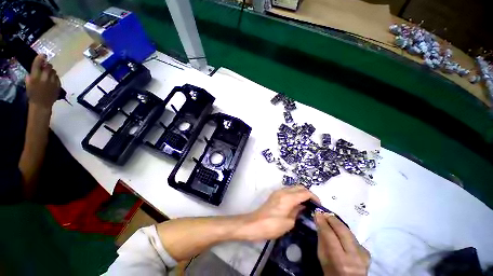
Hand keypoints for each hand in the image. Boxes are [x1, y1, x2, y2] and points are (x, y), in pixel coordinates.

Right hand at [25, 54, 60, 108]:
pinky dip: (54, 77)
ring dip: (51, 71)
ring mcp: (52, 81)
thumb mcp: (28, 83)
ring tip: (48, 75)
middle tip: (45, 67)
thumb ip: (31, 74)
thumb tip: (36, 67)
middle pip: (48, 66)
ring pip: (54, 71)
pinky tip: (51, 80)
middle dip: (47, 65)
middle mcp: (44, 77)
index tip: (43, 55)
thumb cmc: (33, 94)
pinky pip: (57, 77)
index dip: (40, 58)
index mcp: (35, 77)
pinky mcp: (58, 85)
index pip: (38, 64)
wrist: (42, 105)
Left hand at [238, 185, 319, 240]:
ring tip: (306, 204)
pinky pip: (288, 190)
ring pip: (293, 187)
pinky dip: (294, 194)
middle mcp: (283, 191)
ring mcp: (278, 192)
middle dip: (308, 193)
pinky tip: (296, 204)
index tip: (319, 205)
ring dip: (301, 193)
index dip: (314, 197)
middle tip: (313, 204)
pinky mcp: (275, 194)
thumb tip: (302, 206)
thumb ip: (297, 211)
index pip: (305, 192)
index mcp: (288, 198)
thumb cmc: (272, 226)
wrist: (255, 224)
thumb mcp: (289, 222)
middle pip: (299, 187)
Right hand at [315, 212, 369, 275]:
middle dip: (332, 219)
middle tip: (324, 213)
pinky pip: (354, 237)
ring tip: (330, 218)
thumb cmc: (331, 272)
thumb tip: (319, 222)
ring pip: (350, 232)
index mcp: (340, 261)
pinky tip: (340, 230)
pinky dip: (346, 231)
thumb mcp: (323, 258)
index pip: (330, 236)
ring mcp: (363, 255)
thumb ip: (322, 240)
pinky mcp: (367, 253)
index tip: (317, 213)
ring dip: (339, 223)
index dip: (323, 222)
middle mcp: (354, 257)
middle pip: (343, 231)